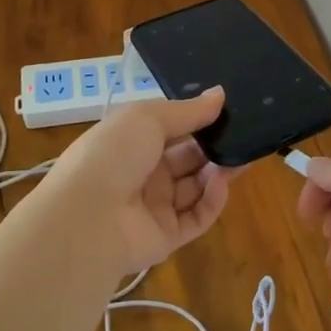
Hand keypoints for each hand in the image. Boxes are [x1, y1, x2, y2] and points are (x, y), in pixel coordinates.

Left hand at [41, 87, 232, 275]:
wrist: (86, 218)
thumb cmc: (113, 154)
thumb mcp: (148, 117)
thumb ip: (188, 110)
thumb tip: (221, 94)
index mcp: (131, 141)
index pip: (170, 129)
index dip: (196, 120)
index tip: (226, 110)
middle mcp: (142, 173)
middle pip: (186, 158)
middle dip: (213, 146)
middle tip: (244, 135)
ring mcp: (153, 207)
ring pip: (195, 187)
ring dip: (218, 172)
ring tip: (241, 157)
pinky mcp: (166, 237)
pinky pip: (196, 217)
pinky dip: (212, 200)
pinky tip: (223, 183)